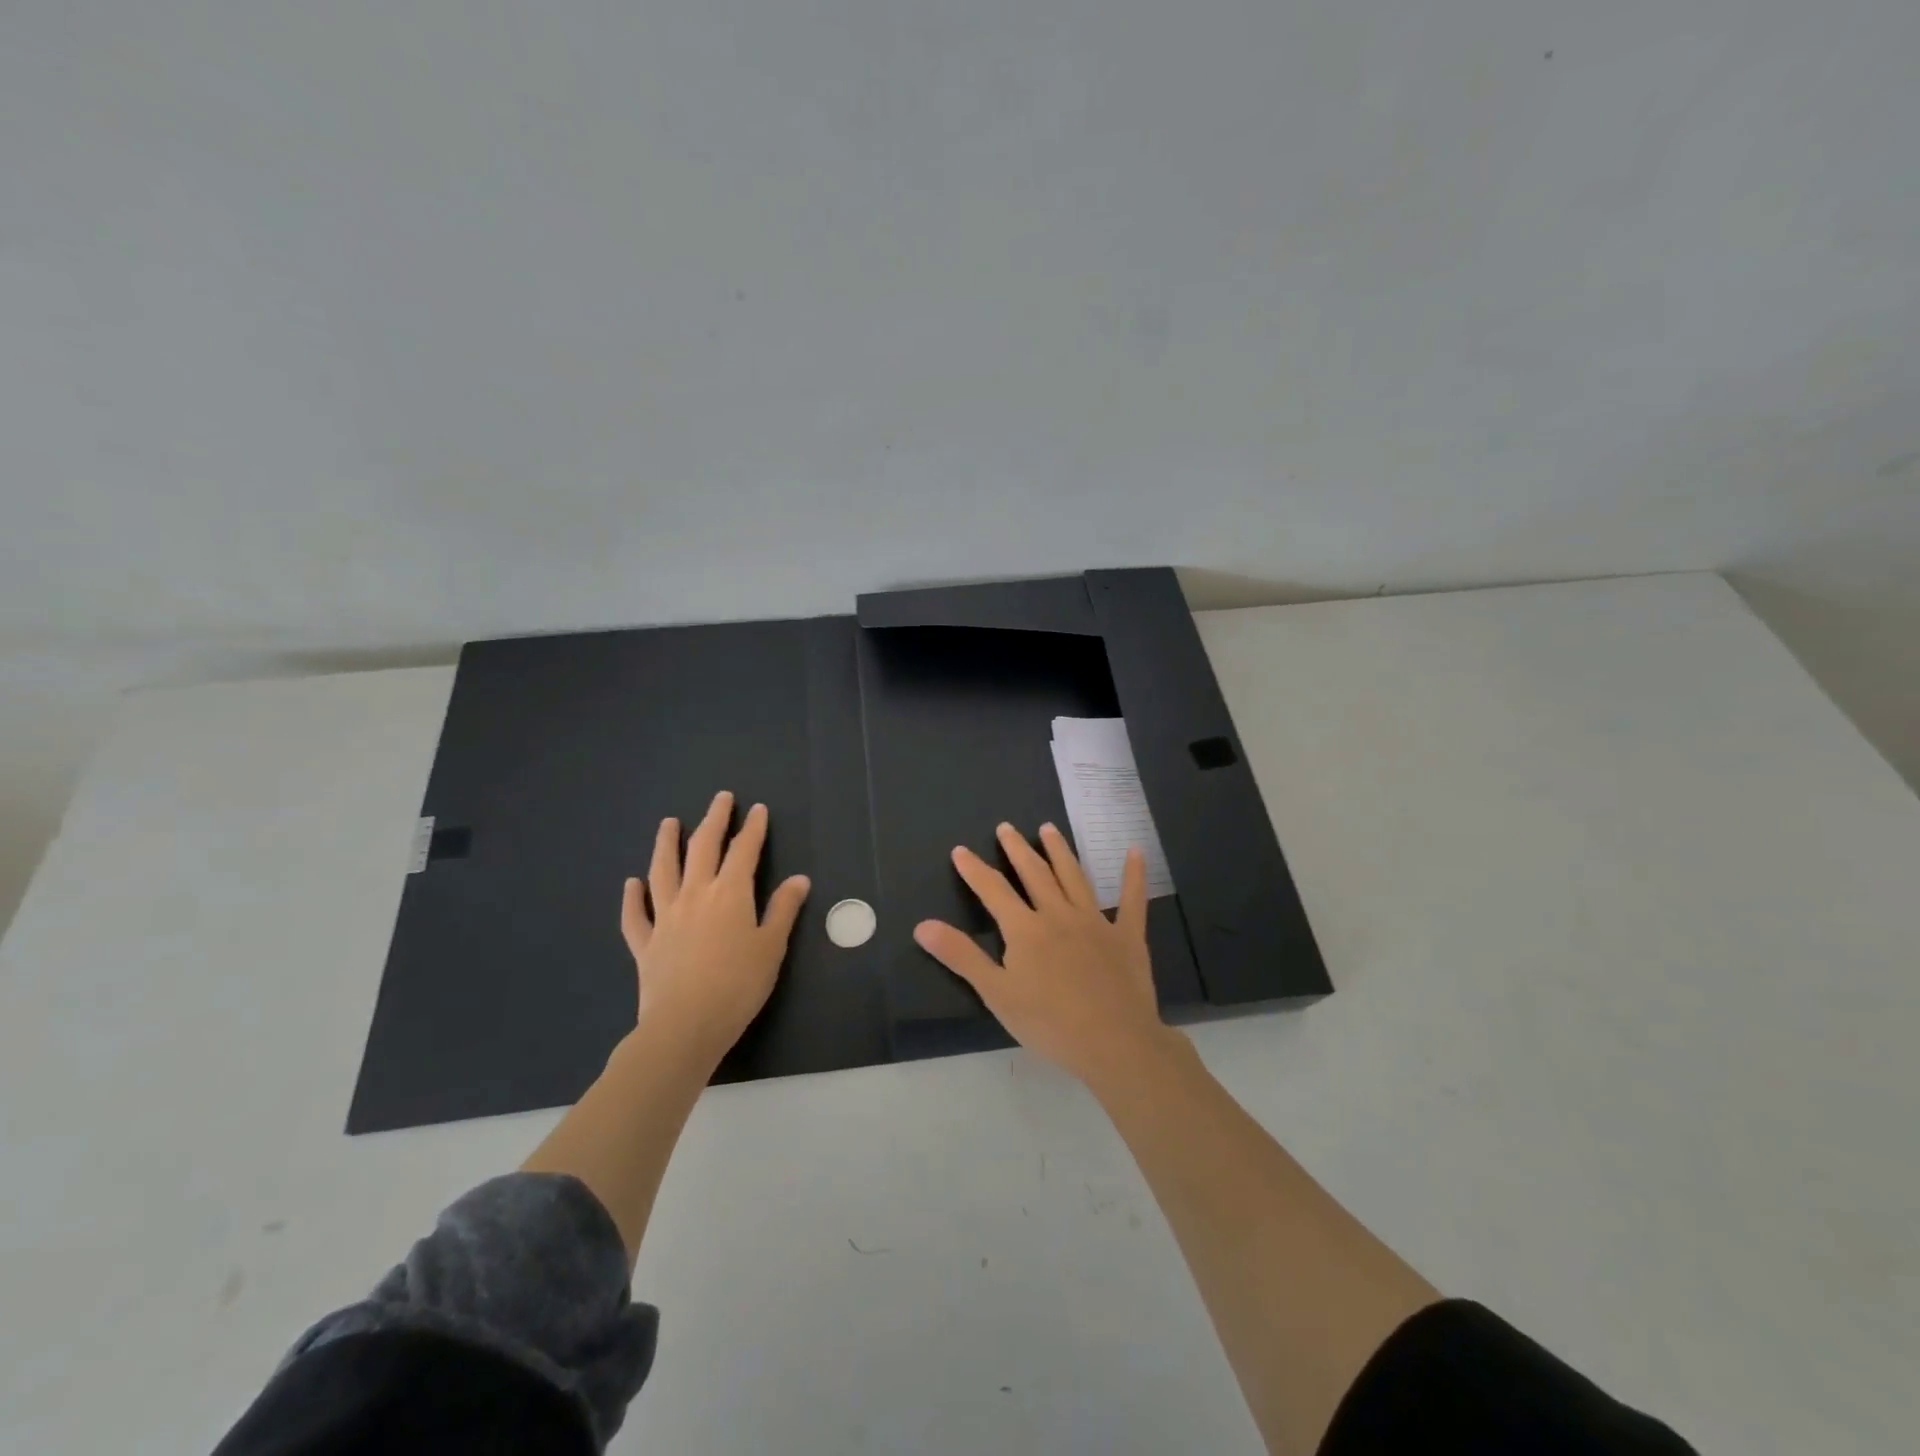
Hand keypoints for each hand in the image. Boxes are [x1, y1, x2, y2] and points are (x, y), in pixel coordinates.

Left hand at [621, 791, 810, 1064]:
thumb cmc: (739, 985)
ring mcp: (665, 917)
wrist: (686, 1025)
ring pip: (663, 871)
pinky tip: (631, 883)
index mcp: (730, 894)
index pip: (744, 851)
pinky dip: (632, 897)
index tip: (758, 809)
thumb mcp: (771, 947)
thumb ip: (783, 909)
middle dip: (714, 820)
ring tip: (668, 823)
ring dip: (666, 843)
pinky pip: (635, 914)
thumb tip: (799, 879)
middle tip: (721, 799)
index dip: (753, 828)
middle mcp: (695, 895)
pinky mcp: (645, 943)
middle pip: (703, 848)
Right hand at [913, 822, 1174, 1085]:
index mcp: (1026, 929)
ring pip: (1074, 877)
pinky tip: (1135, 852)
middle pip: (1035, 874)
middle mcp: (1059, 915)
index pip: (994, 891)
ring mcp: (1096, 922)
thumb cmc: (1049, 1023)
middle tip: (1006, 827)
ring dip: (1060, 851)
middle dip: (1017, 850)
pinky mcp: (1127, 936)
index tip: (961, 850)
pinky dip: (1133, 875)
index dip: (974, 870)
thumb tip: (922, 925)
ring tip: (1048, 829)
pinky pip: (1132, 899)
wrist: (1114, 1042)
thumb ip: (960, 956)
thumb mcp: (996, 993)